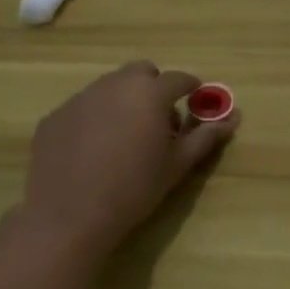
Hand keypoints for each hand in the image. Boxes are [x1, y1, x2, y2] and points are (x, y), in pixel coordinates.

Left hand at [17, 62, 239, 259]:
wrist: (68, 216)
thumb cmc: (134, 189)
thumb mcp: (177, 165)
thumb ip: (205, 136)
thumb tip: (234, 117)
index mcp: (150, 93)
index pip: (179, 79)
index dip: (191, 88)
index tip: (195, 101)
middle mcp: (114, 85)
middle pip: (141, 72)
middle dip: (154, 87)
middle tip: (158, 119)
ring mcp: (80, 98)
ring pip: (110, 86)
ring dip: (124, 100)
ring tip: (125, 135)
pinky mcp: (55, 116)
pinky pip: (83, 106)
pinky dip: (95, 117)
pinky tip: (93, 149)